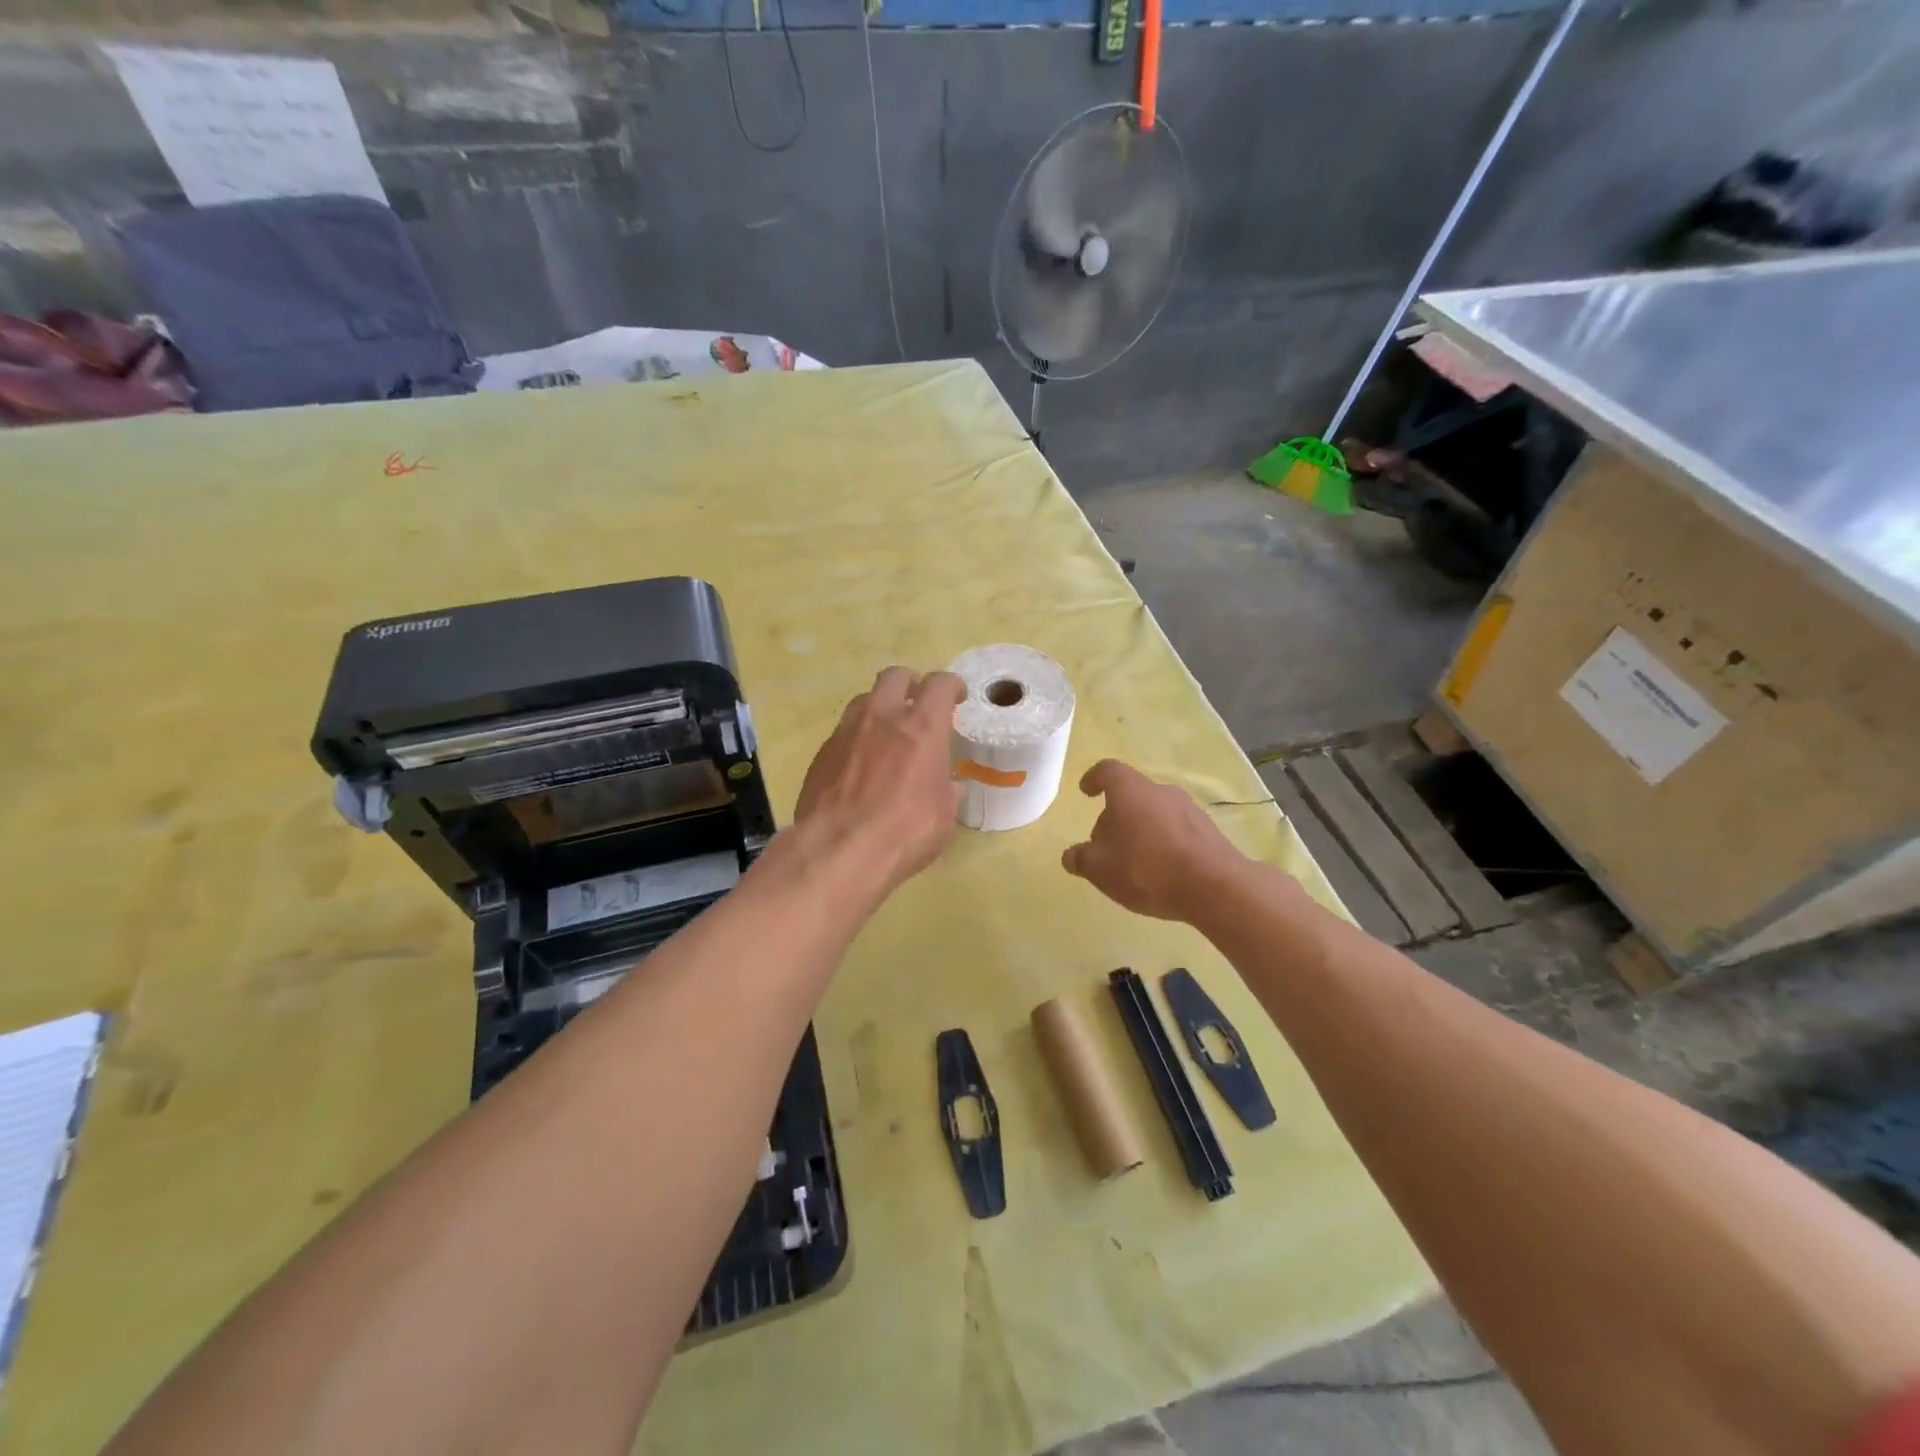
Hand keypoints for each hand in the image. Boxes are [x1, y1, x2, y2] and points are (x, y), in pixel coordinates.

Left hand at [792, 667, 965, 896]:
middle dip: (910, 684)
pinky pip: (844, 732)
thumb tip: (946, 786)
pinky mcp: (822, 752)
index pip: (940, 685)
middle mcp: (882, 717)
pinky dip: (857, 739)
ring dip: (880, 708)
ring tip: (886, 732)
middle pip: (895, 676)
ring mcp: (847, 732)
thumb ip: (945, 791)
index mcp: (922, 727)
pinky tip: (860, 764)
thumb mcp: (943, 817)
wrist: (838, 850)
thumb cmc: (905, 833)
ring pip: (864, 700)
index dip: (952, 686)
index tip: (957, 697)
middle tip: (918, 703)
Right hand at [1061, 760, 1244, 920]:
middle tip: (1104, 845)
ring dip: (1139, 830)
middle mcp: (1161, 791)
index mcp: (1131, 790)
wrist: (1215, 887)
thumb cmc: (1147, 868)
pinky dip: (1161, 842)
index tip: (1086, 791)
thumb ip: (1082, 859)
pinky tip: (1159, 871)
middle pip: (1131, 795)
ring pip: (1154, 812)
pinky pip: (1175, 829)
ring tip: (1131, 862)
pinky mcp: (1208, 831)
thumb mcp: (1101, 869)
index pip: (1108, 771)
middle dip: (1114, 816)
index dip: (1094, 778)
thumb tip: (1071, 855)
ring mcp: (1189, 809)